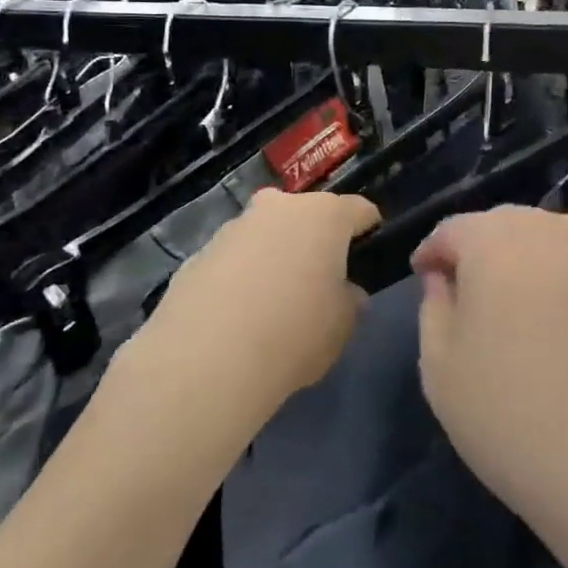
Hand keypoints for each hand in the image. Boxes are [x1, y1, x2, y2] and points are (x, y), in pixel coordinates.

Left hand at [147, 188, 380, 408]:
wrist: (207, 359)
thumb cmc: (295, 333)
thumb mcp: (343, 326)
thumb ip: (350, 301)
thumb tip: (347, 294)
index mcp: (324, 216)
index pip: (359, 210)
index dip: (369, 230)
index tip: (369, 254)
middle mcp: (278, 208)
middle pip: (306, 215)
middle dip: (315, 239)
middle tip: (319, 278)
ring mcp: (233, 227)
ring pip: (265, 234)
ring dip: (274, 255)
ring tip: (273, 302)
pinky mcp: (198, 254)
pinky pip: (232, 260)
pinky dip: (240, 277)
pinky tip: (237, 316)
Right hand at [413, 207, 567, 520]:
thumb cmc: (515, 417)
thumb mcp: (441, 370)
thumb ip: (434, 310)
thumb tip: (444, 280)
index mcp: (498, 240)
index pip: (453, 229)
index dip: (433, 252)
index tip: (422, 277)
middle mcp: (554, 233)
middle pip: (505, 226)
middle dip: (478, 250)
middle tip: (464, 294)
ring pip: (549, 244)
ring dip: (523, 265)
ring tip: (511, 312)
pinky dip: (561, 288)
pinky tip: (558, 333)